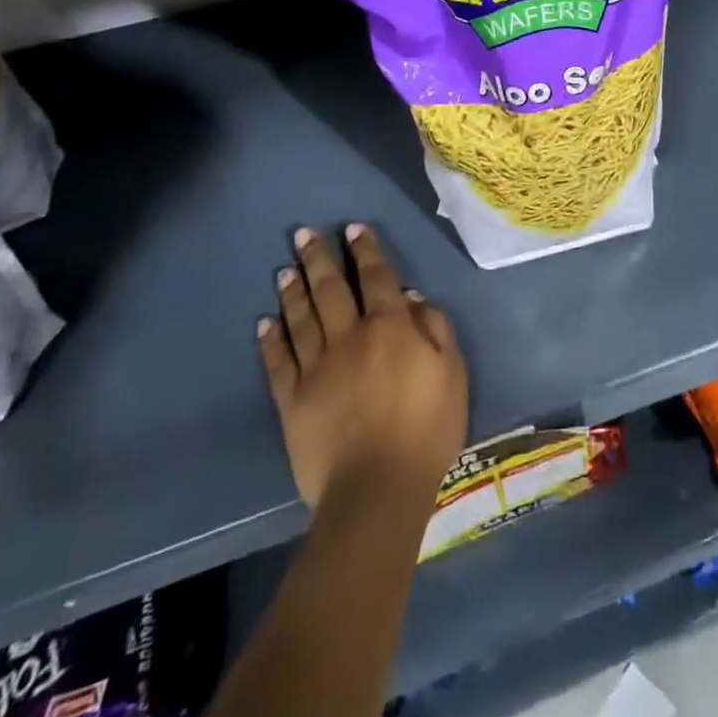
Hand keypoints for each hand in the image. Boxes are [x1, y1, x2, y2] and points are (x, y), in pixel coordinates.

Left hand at [257, 224, 468, 511]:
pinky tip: (265, 322)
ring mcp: (316, 368)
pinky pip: (278, 362)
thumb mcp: (453, 372)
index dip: (365, 250)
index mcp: (390, 327)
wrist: (378, 489)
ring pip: (301, 318)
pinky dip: (271, 339)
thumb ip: (435, 329)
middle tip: (303, 234)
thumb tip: (412, 297)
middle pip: (331, 289)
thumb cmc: (427, 428)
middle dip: (318, 258)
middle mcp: (349, 337)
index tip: (352, 227)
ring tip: (285, 269)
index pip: (377, 277)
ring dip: (293, 290)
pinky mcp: (292, 401)